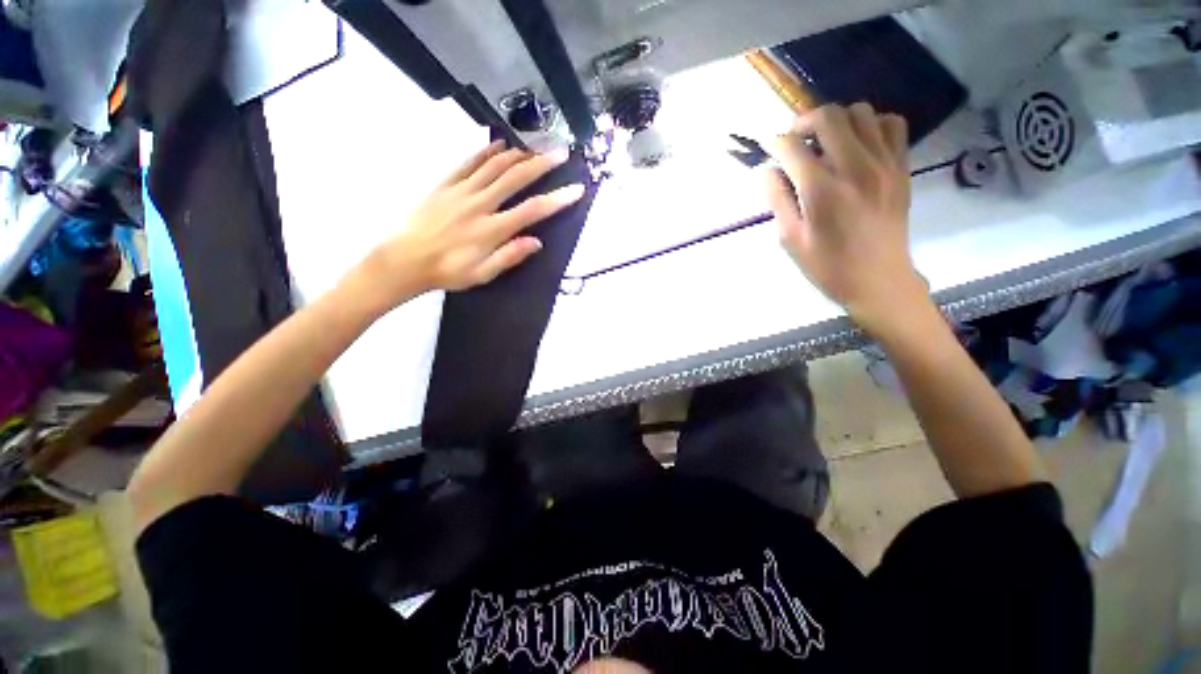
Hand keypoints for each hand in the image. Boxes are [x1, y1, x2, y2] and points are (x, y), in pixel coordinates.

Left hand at [363, 141, 584, 306]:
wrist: (404, 259)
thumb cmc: (448, 271)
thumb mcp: (482, 274)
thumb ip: (510, 256)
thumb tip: (537, 242)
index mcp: (492, 229)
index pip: (532, 210)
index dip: (557, 199)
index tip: (576, 190)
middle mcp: (480, 204)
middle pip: (516, 178)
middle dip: (542, 164)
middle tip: (561, 152)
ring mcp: (461, 190)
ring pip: (495, 165)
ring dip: (519, 153)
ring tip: (537, 144)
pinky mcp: (446, 184)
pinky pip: (469, 162)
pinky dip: (486, 150)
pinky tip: (500, 144)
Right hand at [765, 103, 926, 333]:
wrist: (879, 279)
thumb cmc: (827, 265)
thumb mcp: (790, 239)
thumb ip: (777, 199)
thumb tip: (766, 171)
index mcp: (822, 190)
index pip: (793, 147)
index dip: (775, 143)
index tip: (768, 148)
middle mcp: (855, 167)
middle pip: (828, 117)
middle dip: (803, 122)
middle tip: (794, 140)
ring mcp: (884, 163)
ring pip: (861, 113)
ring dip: (837, 121)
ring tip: (825, 142)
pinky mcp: (901, 167)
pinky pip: (892, 124)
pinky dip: (871, 125)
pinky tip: (858, 145)